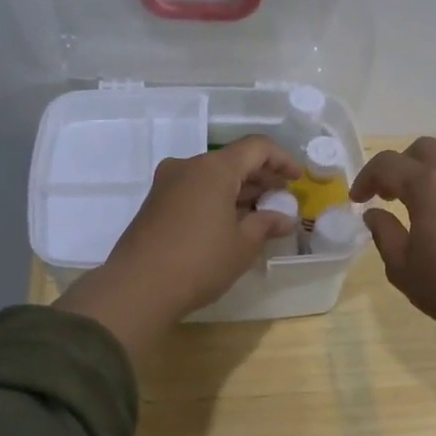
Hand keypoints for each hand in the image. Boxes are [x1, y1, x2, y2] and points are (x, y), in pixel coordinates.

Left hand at [55, 136, 299, 358]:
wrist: (138, 287)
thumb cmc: (200, 261)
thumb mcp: (243, 245)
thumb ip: (266, 224)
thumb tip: (284, 218)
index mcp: (214, 168)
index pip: (256, 148)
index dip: (282, 159)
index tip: (297, 178)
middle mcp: (188, 166)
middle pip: (232, 160)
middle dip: (261, 177)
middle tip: (282, 197)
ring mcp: (167, 184)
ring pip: (212, 177)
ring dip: (239, 190)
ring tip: (261, 212)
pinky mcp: (155, 203)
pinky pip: (194, 190)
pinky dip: (217, 199)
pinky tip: (231, 222)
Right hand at [353, 138, 435, 400]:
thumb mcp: (402, 267)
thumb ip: (384, 233)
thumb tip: (374, 213)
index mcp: (427, 185)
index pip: (387, 164)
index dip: (366, 177)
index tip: (358, 200)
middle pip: (422, 149)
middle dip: (399, 165)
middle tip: (389, 194)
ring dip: (431, 165)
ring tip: (423, 193)